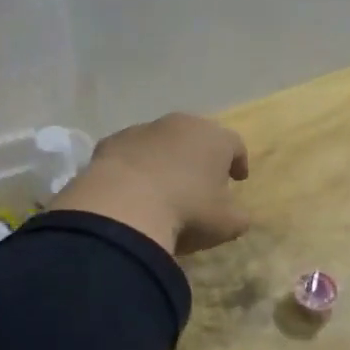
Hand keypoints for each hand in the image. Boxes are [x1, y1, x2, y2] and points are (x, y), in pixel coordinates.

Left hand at [51, 113, 250, 254]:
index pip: (234, 145)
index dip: (238, 162)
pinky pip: (130, 153)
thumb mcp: (226, 224)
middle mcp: (180, 124)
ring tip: (162, 187)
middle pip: (197, 136)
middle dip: (200, 156)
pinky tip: (130, 189)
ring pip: (161, 141)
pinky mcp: (111, 142)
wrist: (122, 209)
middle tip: (200, 181)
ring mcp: (142, 130)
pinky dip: (134, 165)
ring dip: (165, 158)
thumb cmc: (186, 212)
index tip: (237, 179)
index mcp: (214, 138)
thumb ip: (238, 217)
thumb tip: (237, 215)